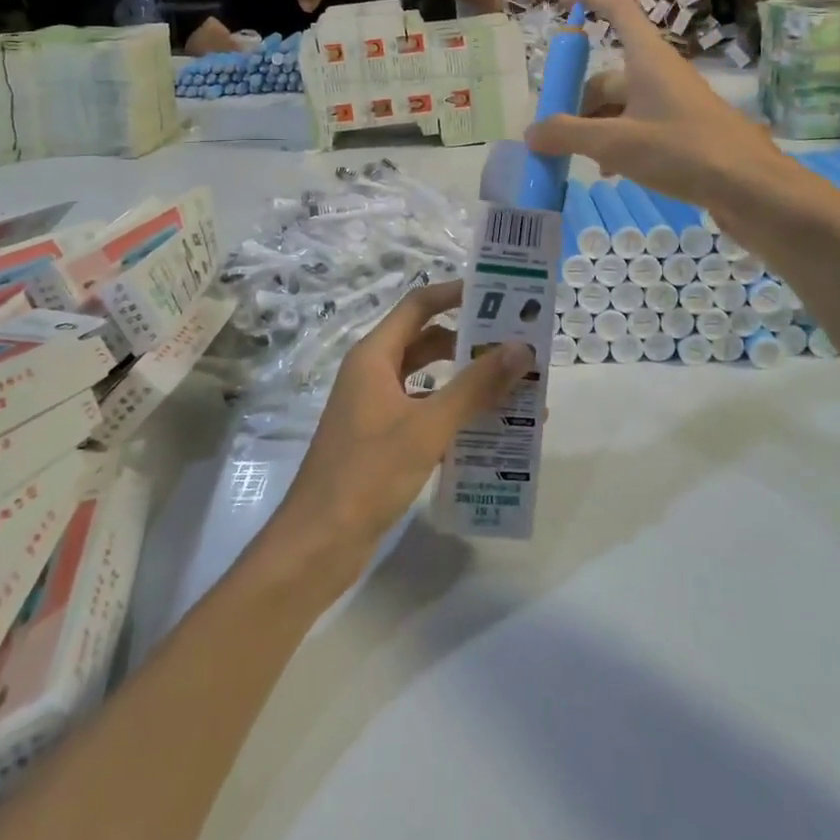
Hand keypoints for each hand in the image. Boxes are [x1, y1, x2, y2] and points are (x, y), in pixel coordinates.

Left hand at [257, 282, 529, 590]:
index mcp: (374, 356)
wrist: (318, 545)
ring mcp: (377, 408)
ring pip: (430, 381)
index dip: (455, 294)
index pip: (419, 305)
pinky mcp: (383, 440)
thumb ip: (475, 387)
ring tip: (516, 391)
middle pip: (428, 342)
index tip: (499, 295)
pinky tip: (490, 433)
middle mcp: (374, 373)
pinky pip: (426, 413)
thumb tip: (521, 348)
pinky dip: (456, 416)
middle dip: (472, 344)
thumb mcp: (427, 426)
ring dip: (468, 383)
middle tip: (518, 348)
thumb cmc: (368, 473)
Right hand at [526, 0, 788, 210]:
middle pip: (607, 75)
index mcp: (647, 58)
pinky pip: (638, 128)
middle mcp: (660, 73)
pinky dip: (617, 144)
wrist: (751, 188)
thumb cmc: (684, 151)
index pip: (617, 8)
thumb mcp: (616, 143)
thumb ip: (568, 135)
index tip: (559, 0)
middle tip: (552, 135)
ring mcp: (673, 103)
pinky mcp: (683, 132)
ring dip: (594, 128)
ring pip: (620, 106)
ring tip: (576, 160)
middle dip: (577, 102)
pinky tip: (608, 172)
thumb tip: (530, 133)